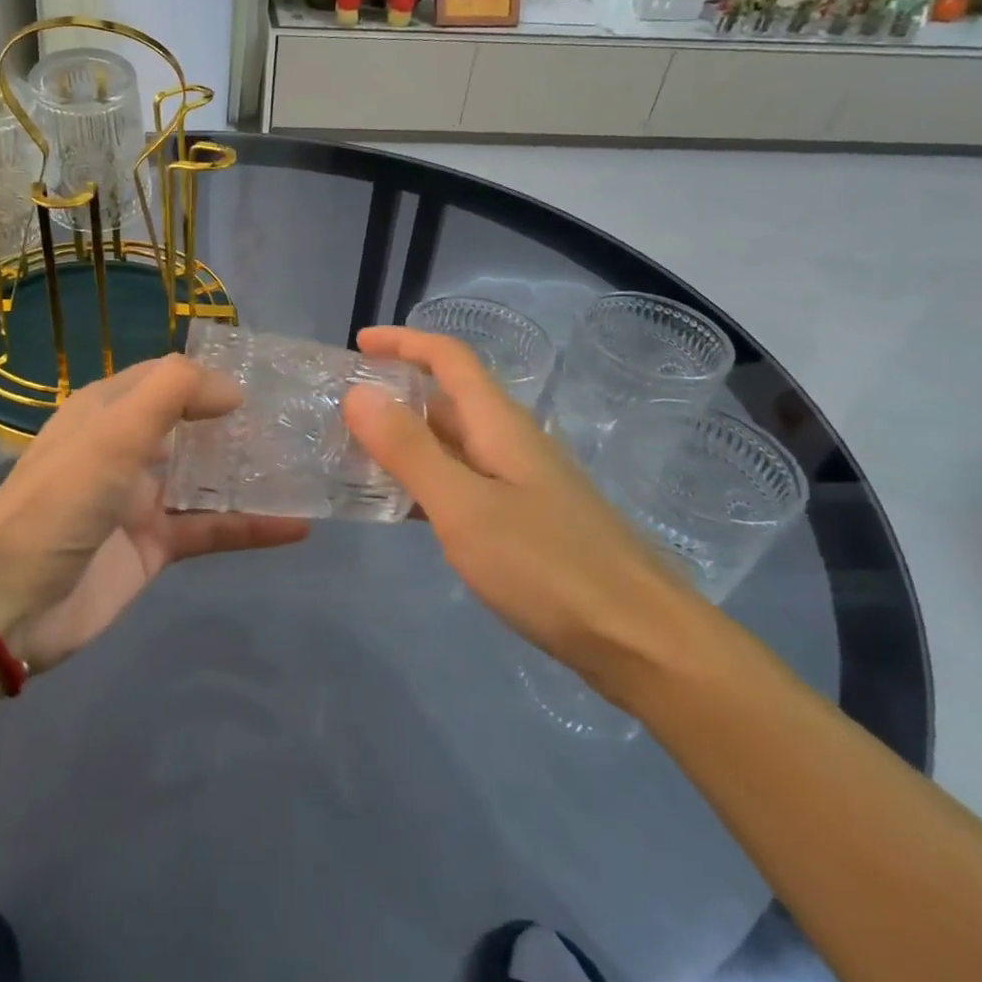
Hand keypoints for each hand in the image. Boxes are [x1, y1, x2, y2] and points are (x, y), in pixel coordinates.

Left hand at [0, 355, 308, 672]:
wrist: (9, 603)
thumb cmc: (58, 504)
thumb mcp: (111, 434)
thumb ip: (173, 395)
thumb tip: (233, 390)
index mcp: (107, 412)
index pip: (166, 379)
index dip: (210, 377)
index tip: (264, 382)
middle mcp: (126, 450)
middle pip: (192, 426)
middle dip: (239, 423)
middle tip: (298, 421)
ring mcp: (142, 500)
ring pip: (207, 478)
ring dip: (250, 473)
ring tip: (306, 466)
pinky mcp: (155, 547)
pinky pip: (211, 528)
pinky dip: (250, 528)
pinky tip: (296, 526)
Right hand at [341, 327, 690, 689]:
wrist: (640, 640)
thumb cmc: (548, 567)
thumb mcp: (464, 507)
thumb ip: (409, 450)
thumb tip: (359, 393)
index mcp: (500, 425)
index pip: (450, 359)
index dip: (404, 342)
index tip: (359, 343)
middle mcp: (511, 443)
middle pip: (449, 398)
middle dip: (396, 391)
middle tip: (342, 407)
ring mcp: (521, 483)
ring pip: (453, 443)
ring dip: (406, 438)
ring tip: (356, 452)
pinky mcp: (524, 521)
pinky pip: (463, 482)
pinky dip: (425, 480)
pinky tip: (401, 505)